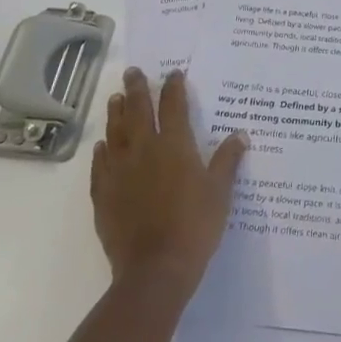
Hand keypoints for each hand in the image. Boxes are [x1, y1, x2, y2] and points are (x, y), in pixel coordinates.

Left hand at [91, 68, 247, 296]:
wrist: (155, 270)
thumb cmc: (194, 227)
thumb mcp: (220, 192)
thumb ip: (227, 161)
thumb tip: (241, 134)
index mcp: (175, 146)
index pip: (174, 106)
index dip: (174, 87)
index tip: (173, 73)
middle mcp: (144, 150)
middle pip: (139, 111)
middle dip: (137, 89)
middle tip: (132, 72)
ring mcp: (119, 172)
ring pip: (116, 133)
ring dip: (116, 113)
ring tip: (116, 99)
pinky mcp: (103, 195)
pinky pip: (99, 166)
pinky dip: (101, 152)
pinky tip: (101, 146)